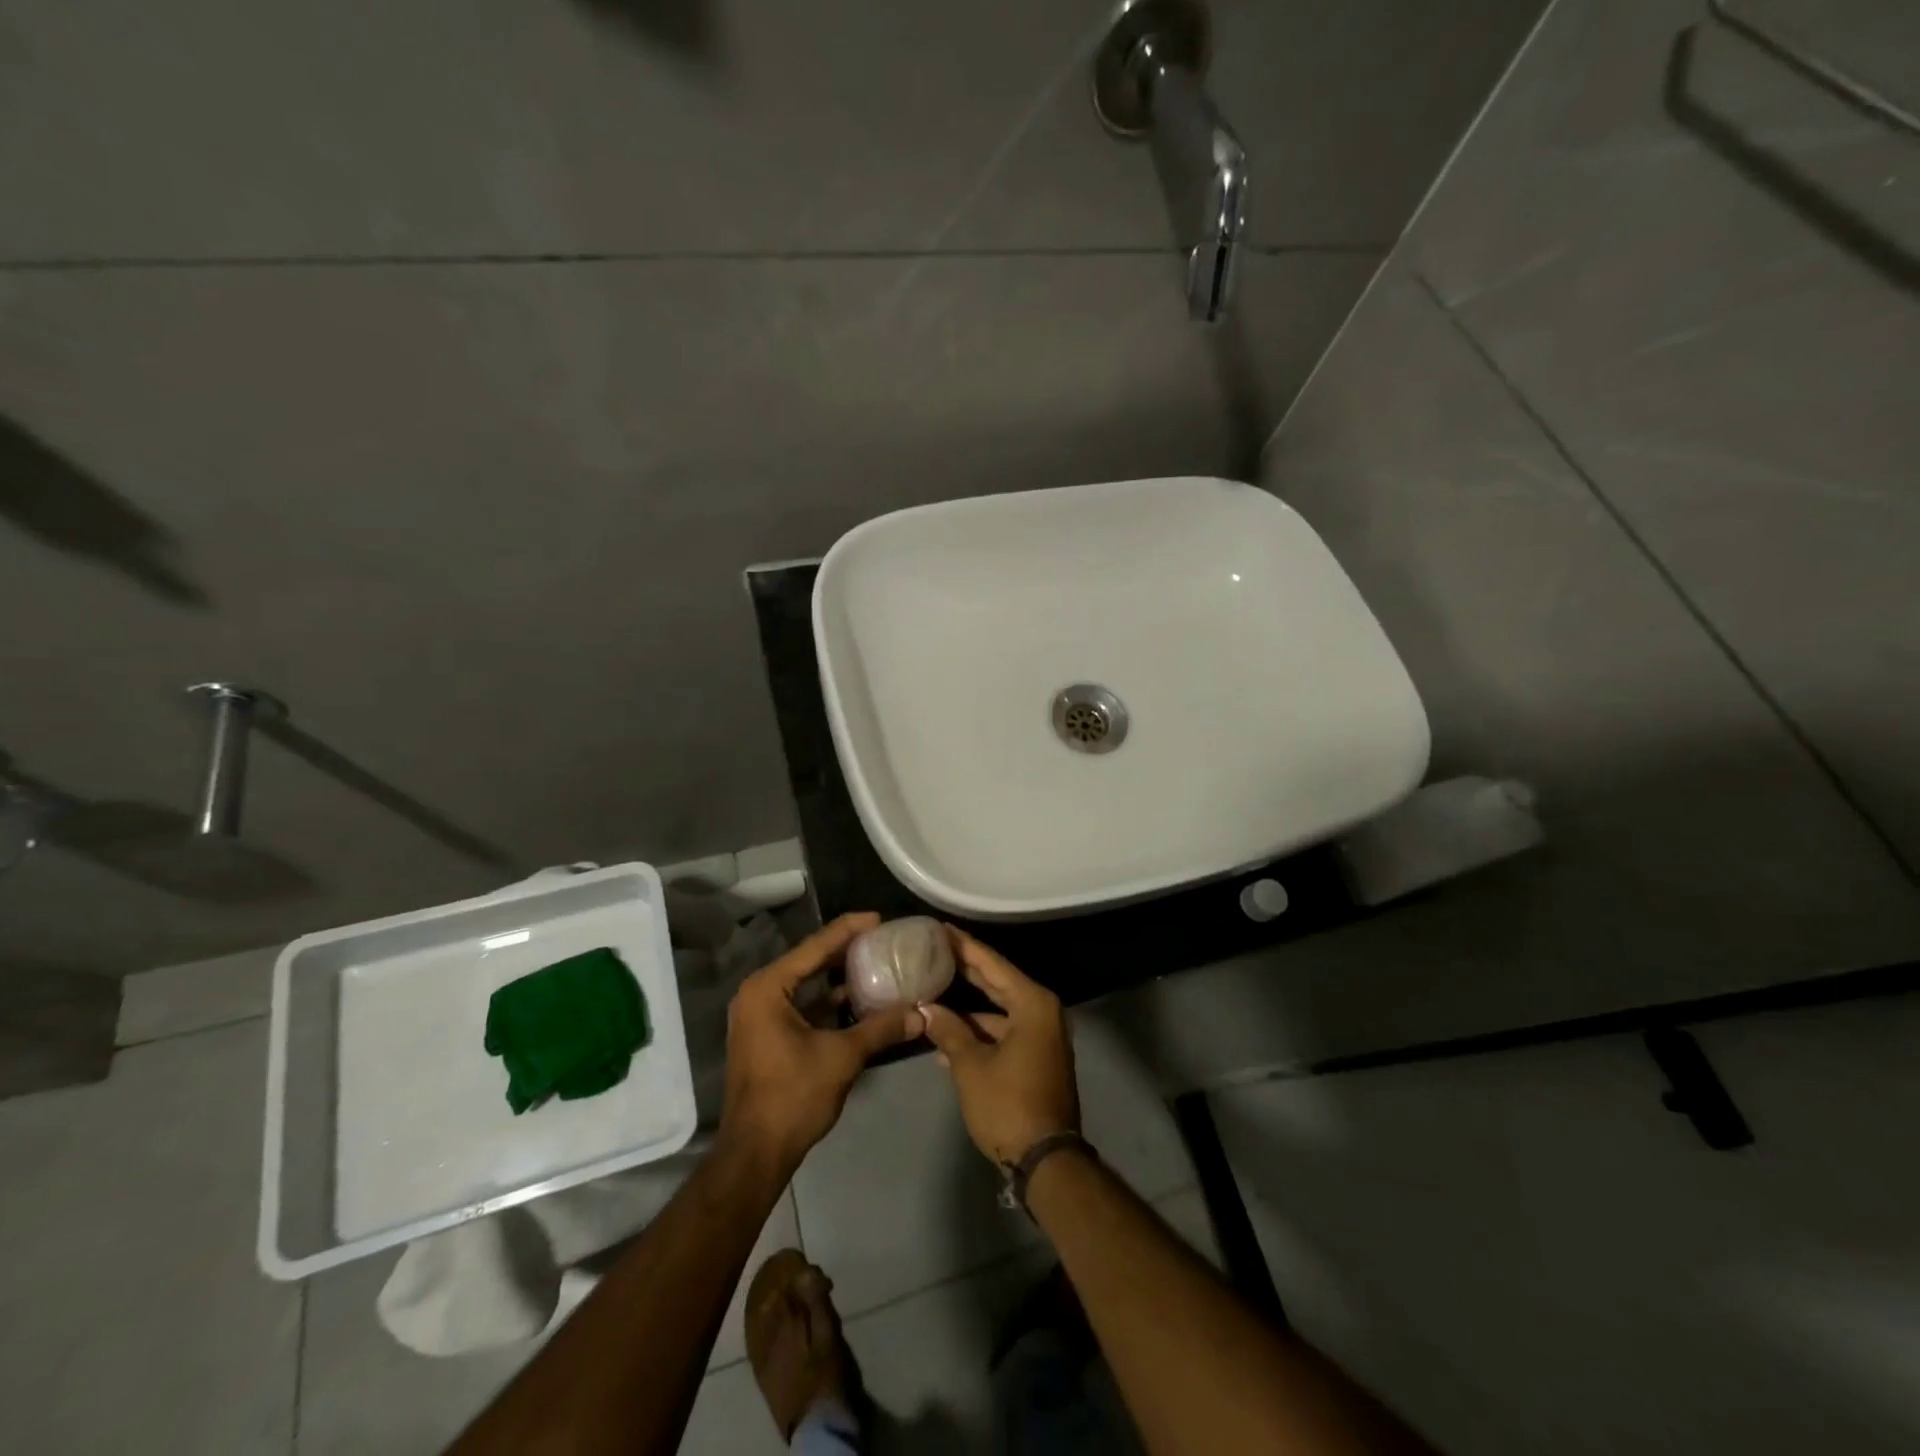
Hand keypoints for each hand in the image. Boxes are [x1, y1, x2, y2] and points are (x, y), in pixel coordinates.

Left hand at [720, 913, 924, 1173]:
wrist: (756, 1153)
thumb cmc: (793, 1096)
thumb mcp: (842, 1057)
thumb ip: (881, 1028)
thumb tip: (921, 1013)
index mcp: (769, 988)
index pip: (815, 946)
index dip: (849, 929)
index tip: (880, 918)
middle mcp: (759, 993)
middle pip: (809, 960)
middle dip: (845, 949)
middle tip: (883, 938)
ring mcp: (760, 1015)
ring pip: (806, 984)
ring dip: (838, 975)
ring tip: (876, 962)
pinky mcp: (767, 1035)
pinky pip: (802, 1004)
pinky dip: (828, 1000)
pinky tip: (859, 999)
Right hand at [921, 927, 1078, 1166]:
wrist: (1046, 1161)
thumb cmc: (1008, 1105)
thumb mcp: (971, 1066)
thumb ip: (949, 1031)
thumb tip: (927, 1009)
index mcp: (1032, 1003)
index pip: (992, 964)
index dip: (964, 945)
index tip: (941, 928)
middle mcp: (1042, 1011)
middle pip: (997, 982)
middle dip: (966, 969)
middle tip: (935, 950)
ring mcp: (1042, 1035)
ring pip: (999, 1009)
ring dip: (968, 1007)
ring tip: (932, 993)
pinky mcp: (1037, 1057)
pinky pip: (1005, 1031)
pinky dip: (980, 1032)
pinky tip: (947, 1037)